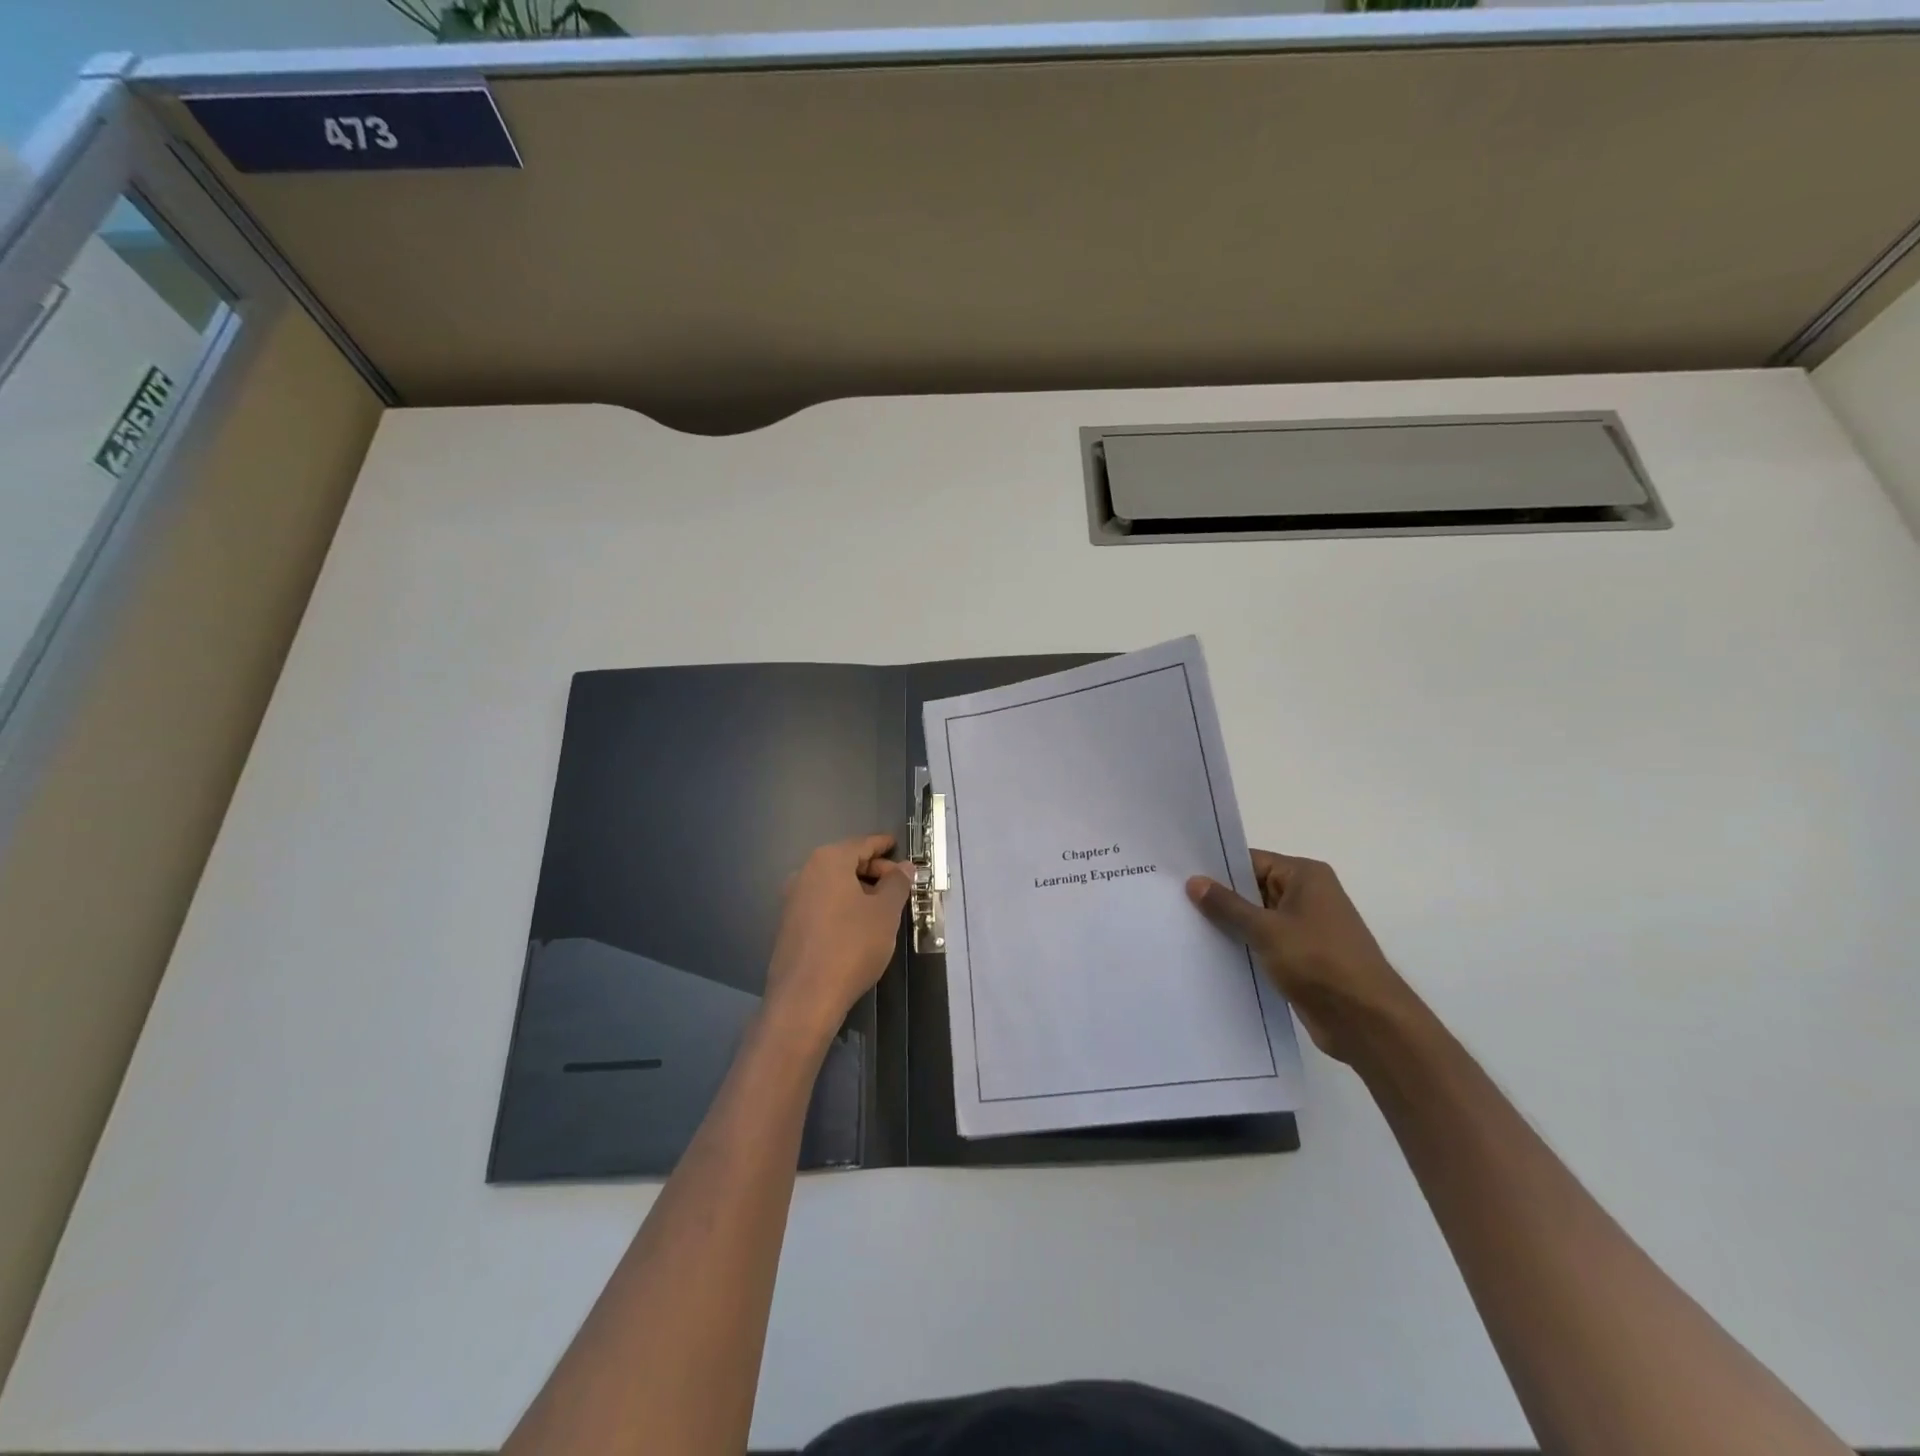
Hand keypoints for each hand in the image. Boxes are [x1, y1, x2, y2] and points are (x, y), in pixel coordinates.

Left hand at [763, 835, 912, 1051]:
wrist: (805, 997)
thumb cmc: (851, 945)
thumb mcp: (885, 913)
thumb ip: (897, 884)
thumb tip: (904, 867)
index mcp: (828, 861)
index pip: (862, 844)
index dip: (884, 845)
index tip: (899, 846)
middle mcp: (805, 873)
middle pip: (846, 861)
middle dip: (873, 870)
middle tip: (899, 885)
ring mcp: (793, 899)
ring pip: (833, 884)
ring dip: (858, 890)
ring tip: (883, 908)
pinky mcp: (789, 925)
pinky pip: (822, 903)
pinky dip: (842, 905)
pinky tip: (858, 926)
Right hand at [1186, 851, 1418, 1063]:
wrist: (1367, 1022)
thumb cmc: (1319, 962)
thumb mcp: (1266, 930)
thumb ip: (1228, 905)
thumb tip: (1194, 881)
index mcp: (1305, 876)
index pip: (1251, 861)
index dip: (1216, 869)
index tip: (1179, 875)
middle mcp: (1307, 895)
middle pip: (1252, 888)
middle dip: (1219, 898)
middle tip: (1173, 901)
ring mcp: (1306, 928)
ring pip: (1257, 918)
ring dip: (1229, 925)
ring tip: (1184, 926)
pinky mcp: (1302, 957)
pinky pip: (1264, 942)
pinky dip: (1243, 946)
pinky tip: (1210, 952)